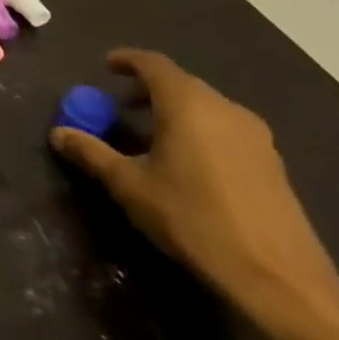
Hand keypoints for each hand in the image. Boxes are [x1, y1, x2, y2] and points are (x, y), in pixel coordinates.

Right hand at [50, 49, 338, 330]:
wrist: (280, 279)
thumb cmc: (194, 219)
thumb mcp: (130, 186)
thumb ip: (92, 153)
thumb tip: (58, 133)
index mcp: (188, 105)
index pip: (153, 64)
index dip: (126, 60)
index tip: (105, 68)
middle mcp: (225, 110)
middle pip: (181, 84)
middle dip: (147, 89)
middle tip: (120, 106)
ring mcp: (256, 137)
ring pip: (205, 107)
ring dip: (173, 111)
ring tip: (149, 136)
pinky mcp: (272, 164)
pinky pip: (224, 129)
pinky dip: (197, 130)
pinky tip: (185, 162)